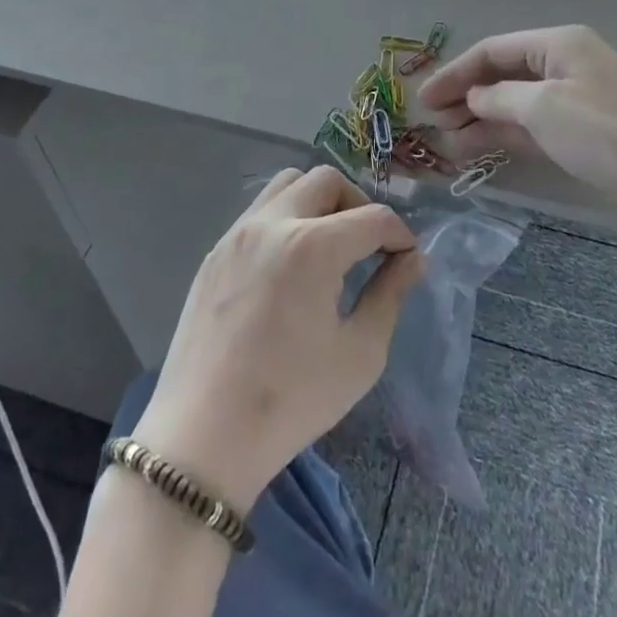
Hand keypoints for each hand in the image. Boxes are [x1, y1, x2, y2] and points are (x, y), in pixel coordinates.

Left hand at [132, 168, 422, 511]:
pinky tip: (290, 265)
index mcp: (313, 246)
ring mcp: (238, 233)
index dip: (400, 234)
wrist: (203, 436)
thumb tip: (412, 260)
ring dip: (318, 202)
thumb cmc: (291, 401)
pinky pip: (259, 211)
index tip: (407, 259)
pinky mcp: (215, 251)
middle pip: (327, 180)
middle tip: (368, 245)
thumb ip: (391, 295)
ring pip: (288, 184)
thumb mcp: (359, 354)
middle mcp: (274, 223)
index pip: (373, 217)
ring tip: (329, 246)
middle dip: (358, 205)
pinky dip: (286, 218)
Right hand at [420, 26, 616, 219]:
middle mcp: (566, 64)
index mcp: (559, 43)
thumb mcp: (543, 107)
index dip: (454, 72)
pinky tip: (477, 150)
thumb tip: (474, 96)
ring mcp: (576, 100)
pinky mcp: (583, 133)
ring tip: (447, 142)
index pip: (493, 50)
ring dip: (481, 118)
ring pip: (516, 103)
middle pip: (503, 74)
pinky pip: (532, 127)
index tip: (422, 98)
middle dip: (465, 95)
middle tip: (432, 122)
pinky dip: (505, 135)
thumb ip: (499, 96)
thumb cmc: (606, 133)